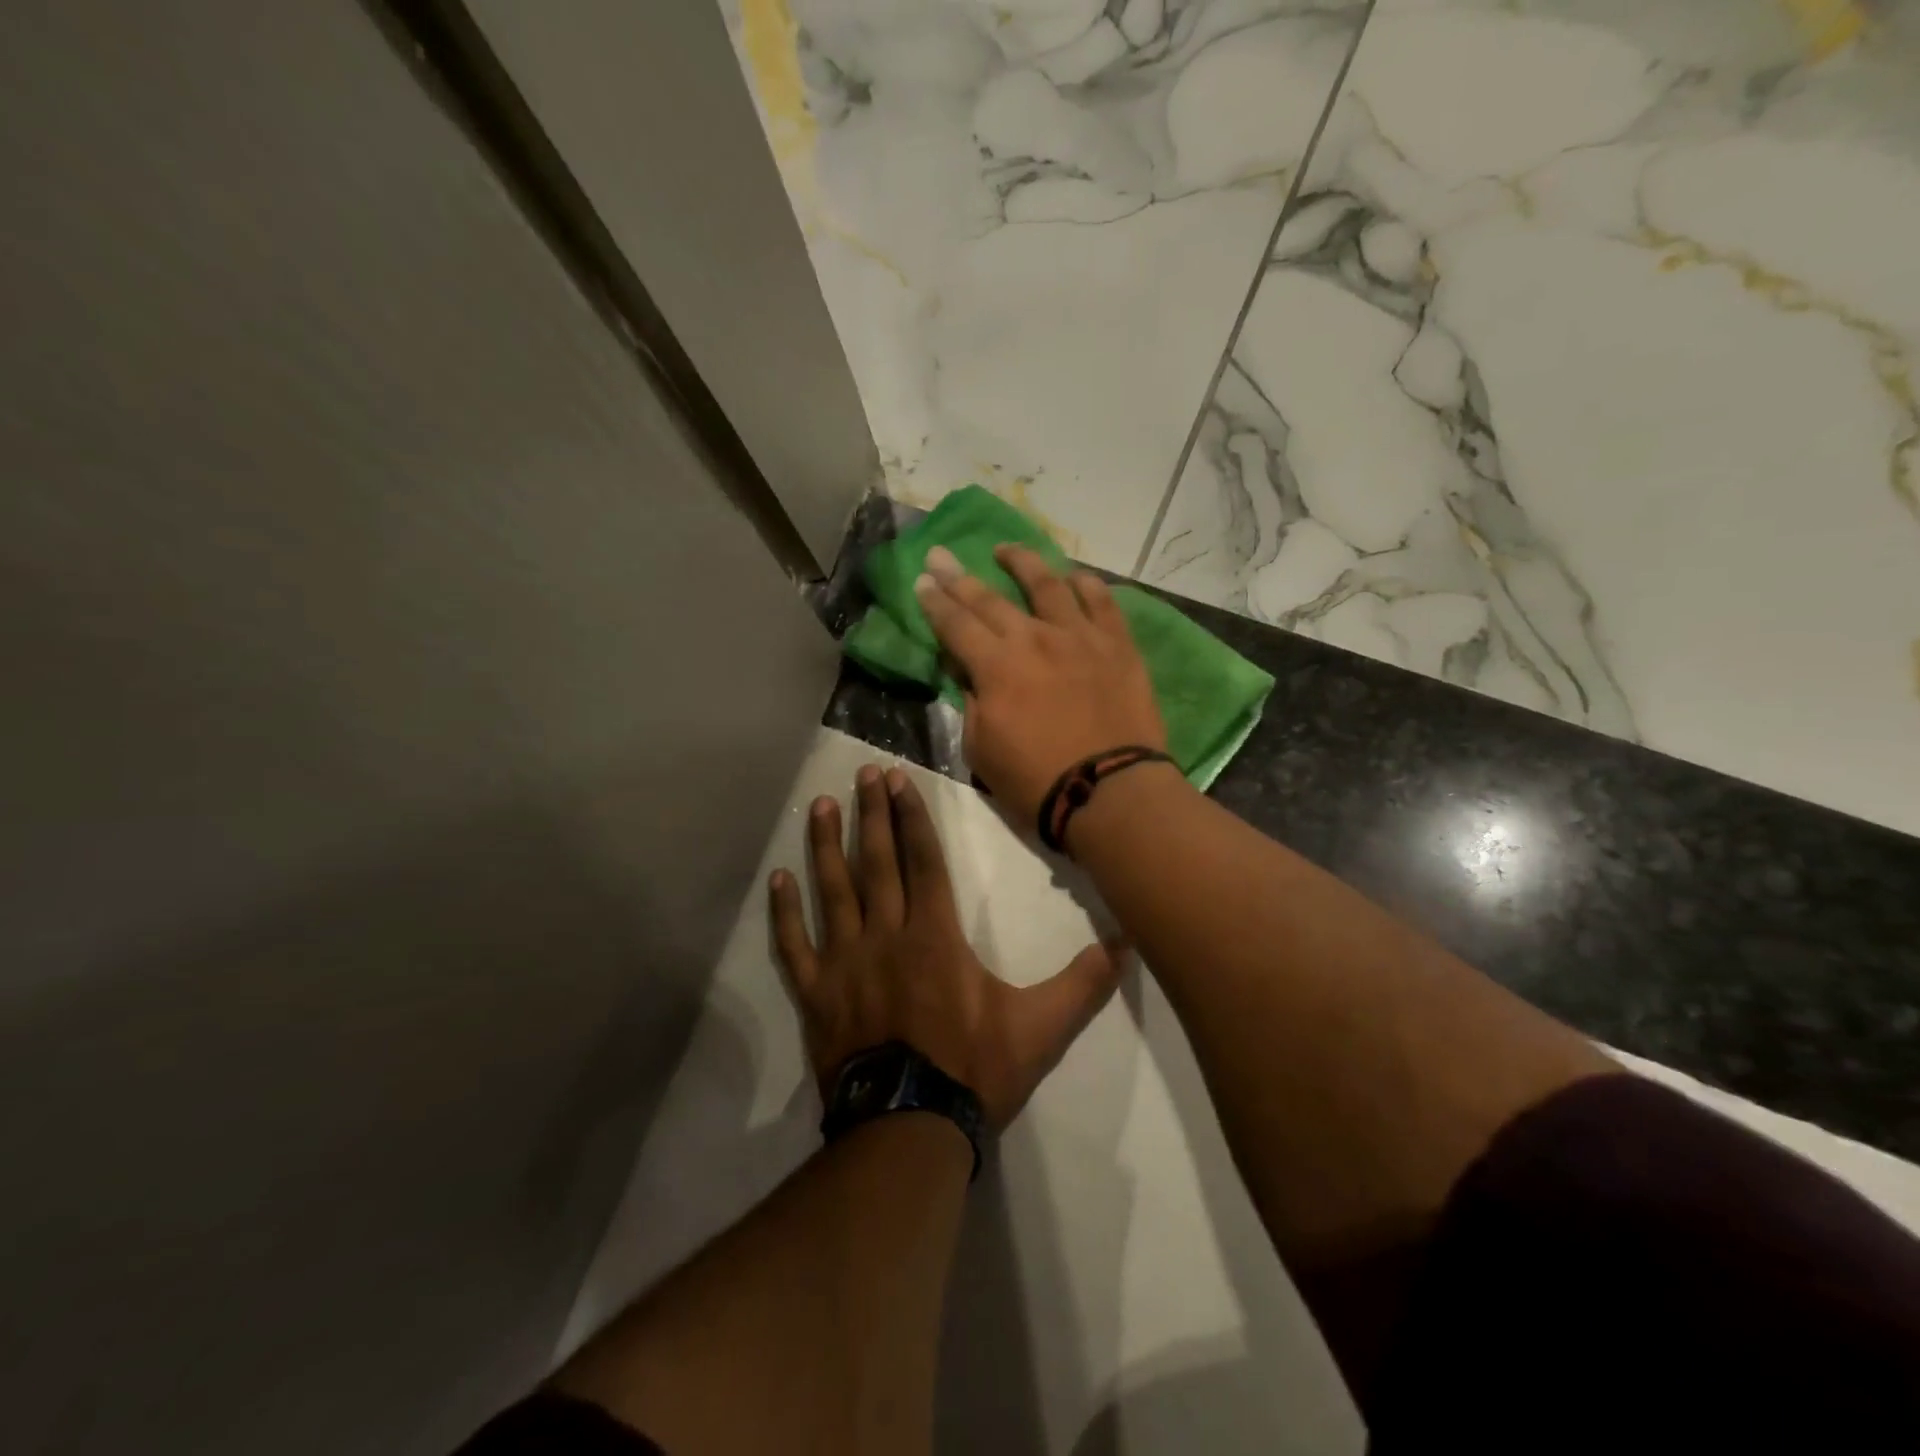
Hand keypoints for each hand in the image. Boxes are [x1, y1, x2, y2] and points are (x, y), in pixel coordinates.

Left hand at [769, 763, 1122, 1129]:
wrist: (907, 1128)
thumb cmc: (972, 1070)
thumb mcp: (1039, 1028)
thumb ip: (1082, 984)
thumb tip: (1127, 944)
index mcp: (934, 935)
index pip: (922, 860)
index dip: (911, 817)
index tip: (897, 780)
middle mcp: (885, 935)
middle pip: (877, 862)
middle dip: (871, 814)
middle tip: (862, 773)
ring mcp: (844, 963)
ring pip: (833, 891)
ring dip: (827, 846)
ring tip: (821, 805)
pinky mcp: (815, 993)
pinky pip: (794, 945)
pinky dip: (784, 912)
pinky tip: (778, 879)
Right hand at [914, 543, 1165, 830]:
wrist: (1109, 792)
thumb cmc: (1036, 781)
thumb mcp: (981, 749)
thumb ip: (971, 703)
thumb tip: (968, 672)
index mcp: (995, 666)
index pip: (955, 624)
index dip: (934, 603)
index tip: (921, 582)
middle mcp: (1034, 638)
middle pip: (990, 599)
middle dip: (958, 576)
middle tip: (941, 555)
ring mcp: (1079, 636)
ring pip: (1048, 584)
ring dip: (1022, 562)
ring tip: (1005, 550)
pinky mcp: (1117, 645)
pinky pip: (1101, 602)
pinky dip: (1085, 585)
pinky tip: (1074, 576)